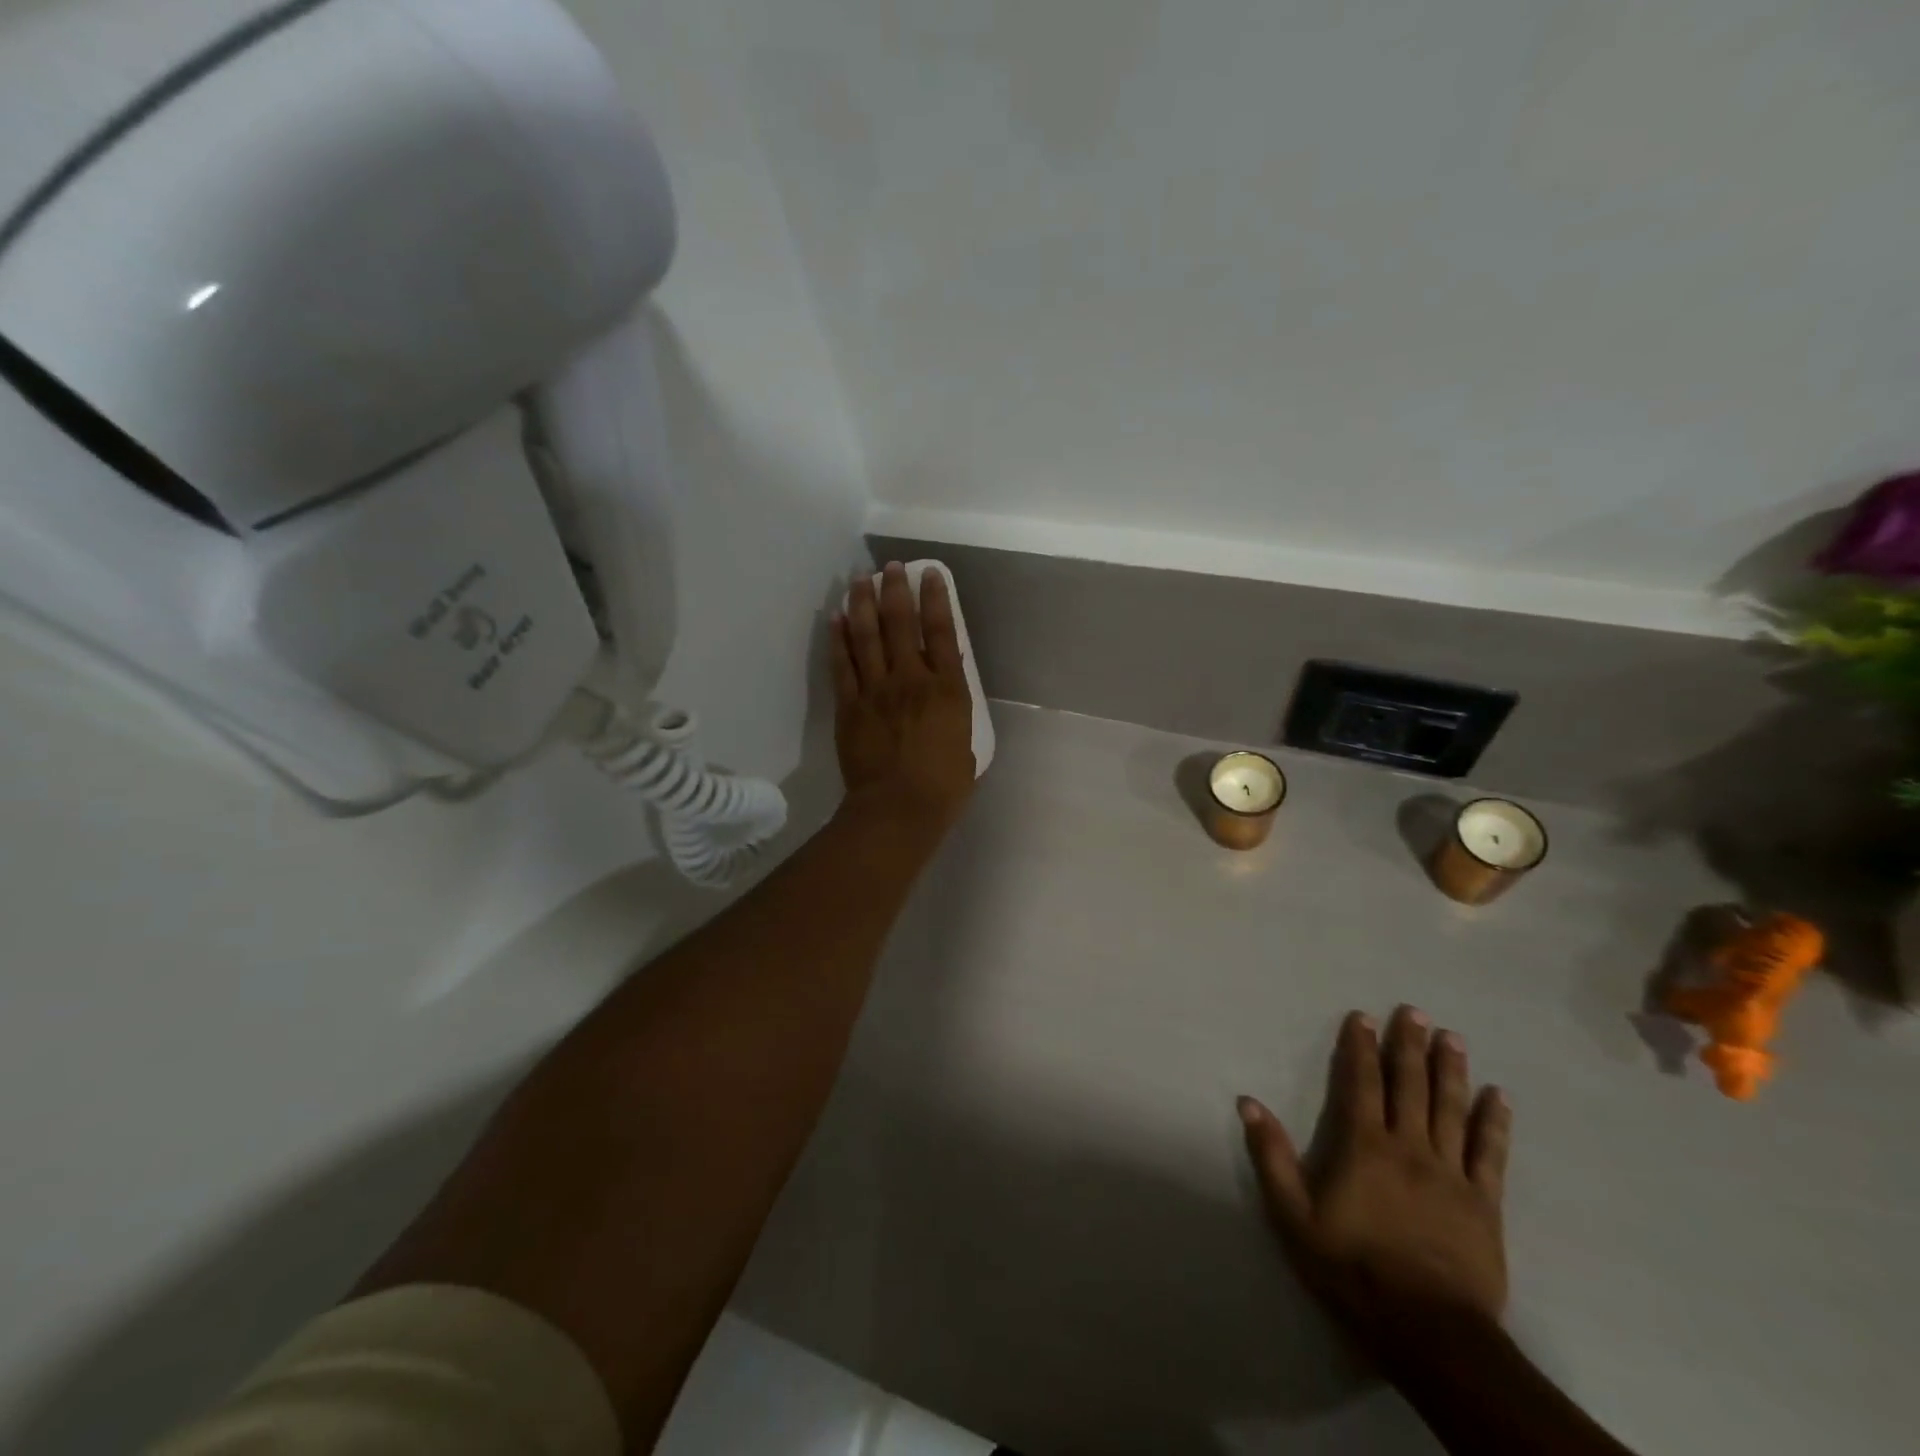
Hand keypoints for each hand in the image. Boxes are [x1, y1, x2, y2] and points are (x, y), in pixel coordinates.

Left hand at [831, 562, 977, 830]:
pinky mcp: (850, 705)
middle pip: (900, 623)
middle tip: (890, 567)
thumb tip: (945, 693)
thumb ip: (954, 712)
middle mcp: (911, 679)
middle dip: (895, 589)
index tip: (929, 574)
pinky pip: (842, 664)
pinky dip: (838, 638)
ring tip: (859, 580)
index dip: (935, 598)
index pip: (941, 631)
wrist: (898, 809)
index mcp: (947, 689)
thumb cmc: (943, 787)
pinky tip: (835, 617)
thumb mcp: (965, 744)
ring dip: (862, 603)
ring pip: (866, 635)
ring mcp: (876, 690)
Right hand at [1239, 1007, 1512, 1360]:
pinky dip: (1495, 1122)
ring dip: (1450, 1070)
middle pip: (1409, 1086)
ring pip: (1451, 1109)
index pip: (1360, 1083)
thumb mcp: (1293, 1216)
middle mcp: (1409, 1147)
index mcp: (1364, 1146)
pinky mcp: (1485, 1204)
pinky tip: (1500, 1096)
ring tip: (1452, 1037)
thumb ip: (1271, 1155)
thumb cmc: (1352, 1268)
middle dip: (1409, 1045)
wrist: (1429, 1332)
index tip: (1362, 1016)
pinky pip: (1491, 1154)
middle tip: (1414, 1011)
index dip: (1359, 1047)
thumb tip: (1247, 1101)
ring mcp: (1451, 1174)